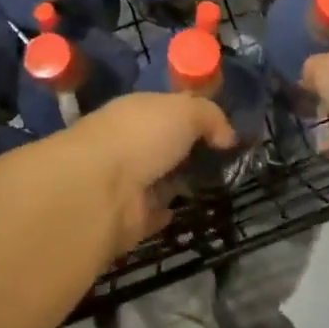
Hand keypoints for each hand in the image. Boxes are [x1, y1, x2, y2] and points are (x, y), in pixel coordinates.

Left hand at [60, 93, 235, 252]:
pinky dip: (166, 212)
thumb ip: (210, 116)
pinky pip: (152, 213)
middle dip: (188, 150)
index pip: (167, 109)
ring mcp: (125, 181)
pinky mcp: (125, 218)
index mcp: (137, 110)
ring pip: (159, 178)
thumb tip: (227, 136)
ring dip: (178, 181)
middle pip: (164, 144)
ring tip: (215, 186)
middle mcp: (128, 142)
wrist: (101, 189)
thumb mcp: (186, 111)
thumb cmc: (142, 136)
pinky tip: (187, 211)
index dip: (193, 116)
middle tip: (225, 161)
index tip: (222, 130)